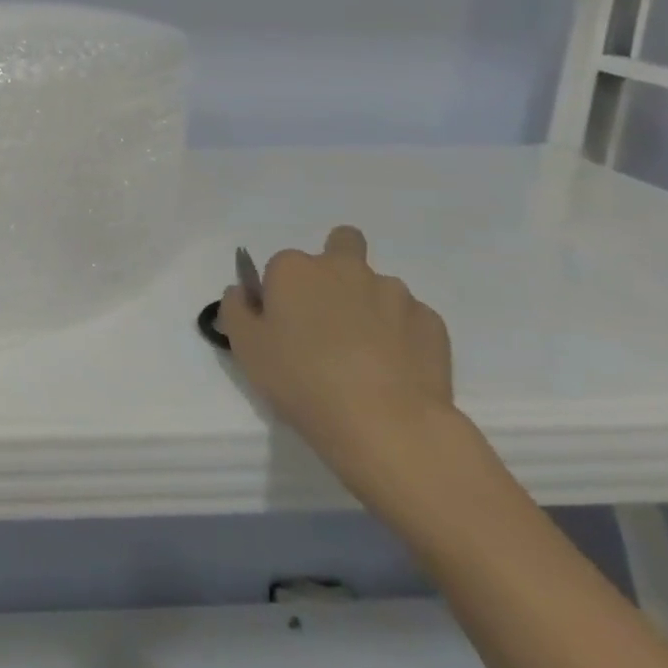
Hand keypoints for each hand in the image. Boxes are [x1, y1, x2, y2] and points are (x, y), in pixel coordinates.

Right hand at [218, 226, 454, 494]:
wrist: (386, 423)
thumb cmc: (301, 379)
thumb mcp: (245, 346)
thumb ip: (236, 309)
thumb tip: (244, 292)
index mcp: (295, 269)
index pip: (281, 266)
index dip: (281, 293)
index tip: (282, 325)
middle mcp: (344, 268)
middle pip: (342, 244)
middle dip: (336, 266)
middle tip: (330, 314)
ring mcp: (394, 293)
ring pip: (377, 287)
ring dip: (369, 306)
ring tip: (366, 355)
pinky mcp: (432, 322)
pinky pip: (410, 319)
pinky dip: (401, 335)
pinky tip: (395, 369)